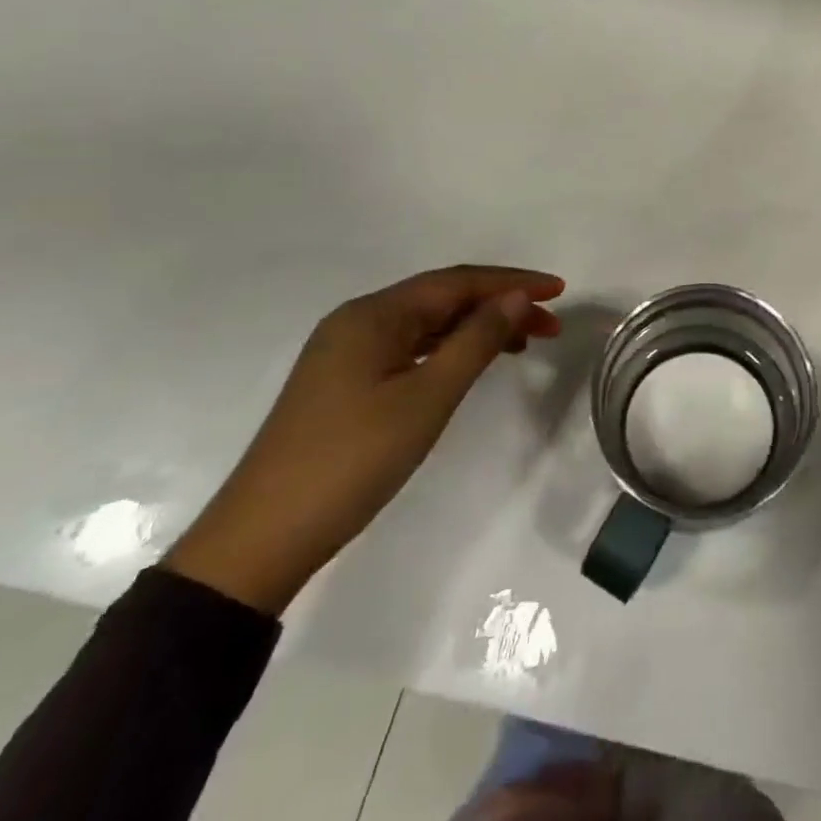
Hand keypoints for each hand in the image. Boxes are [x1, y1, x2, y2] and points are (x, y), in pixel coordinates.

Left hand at [165, 265, 564, 613]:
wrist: (263, 538)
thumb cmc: (353, 460)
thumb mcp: (427, 398)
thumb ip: (476, 341)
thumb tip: (516, 298)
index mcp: (373, 315)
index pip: (456, 282)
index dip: (511, 282)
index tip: (558, 290)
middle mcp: (357, 321)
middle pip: (441, 298)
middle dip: (499, 304)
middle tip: (550, 324)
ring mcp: (346, 353)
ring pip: (426, 324)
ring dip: (476, 327)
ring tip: (523, 343)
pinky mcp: (343, 383)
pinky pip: (409, 348)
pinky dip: (448, 349)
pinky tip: (470, 364)